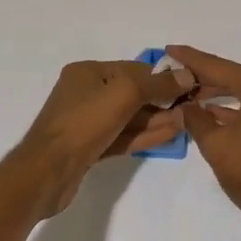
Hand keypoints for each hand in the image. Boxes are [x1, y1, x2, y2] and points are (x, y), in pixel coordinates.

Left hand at [20, 58, 192, 190]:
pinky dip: (145, 135)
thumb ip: (157, 84)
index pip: (133, 69)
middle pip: (132, 93)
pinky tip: (170, 135)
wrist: (47, 171)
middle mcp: (86, 93)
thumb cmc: (84, 122)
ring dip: (157, 119)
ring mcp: (87, 122)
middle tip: (192, 107)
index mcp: (88, 72)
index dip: (162, 77)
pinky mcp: (91, 148)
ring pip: (129, 118)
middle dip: (161, 100)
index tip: (190, 85)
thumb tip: (186, 75)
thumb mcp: (124, 94)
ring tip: (187, 122)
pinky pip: (123, 136)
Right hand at [162, 45, 240, 240]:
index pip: (220, 68)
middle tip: (174, 72)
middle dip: (204, 77)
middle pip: (234, 77)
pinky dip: (234, 108)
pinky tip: (211, 112)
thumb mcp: (216, 146)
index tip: (170, 50)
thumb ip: (196, 119)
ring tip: (187, 92)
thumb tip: (183, 106)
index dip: (192, 60)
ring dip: (218, 94)